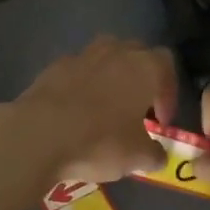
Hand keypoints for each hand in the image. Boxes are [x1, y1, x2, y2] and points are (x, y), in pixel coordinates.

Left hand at [4, 36, 176, 183]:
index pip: (167, 66)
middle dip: (141, 78)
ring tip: (107, 106)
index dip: (168, 93)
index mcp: (145, 67)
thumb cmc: (100, 141)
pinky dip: (82, 84)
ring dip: (112, 76)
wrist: (40, 133)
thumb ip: (154, 154)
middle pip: (137, 53)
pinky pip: (78, 69)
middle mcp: (117, 51)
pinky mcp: (55, 65)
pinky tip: (76, 110)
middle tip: (137, 110)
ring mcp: (84, 55)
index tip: (160, 122)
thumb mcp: (137, 157)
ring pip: (107, 56)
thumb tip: (158, 155)